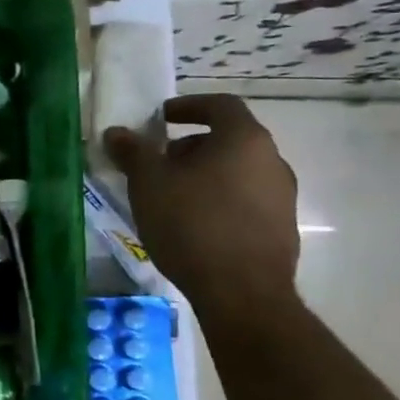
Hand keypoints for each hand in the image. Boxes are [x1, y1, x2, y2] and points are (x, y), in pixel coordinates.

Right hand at [105, 94, 300, 319]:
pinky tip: (193, 225)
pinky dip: (219, 200)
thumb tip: (117, 132)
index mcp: (244, 140)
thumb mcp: (149, 184)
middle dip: (190, 146)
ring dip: (204, 175)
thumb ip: (134, 152)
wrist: (242, 294)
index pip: (220, 105)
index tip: (161, 118)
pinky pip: (246, 200)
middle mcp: (272, 161)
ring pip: (237, 171)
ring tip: (171, 197)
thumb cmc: (192, 224)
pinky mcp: (282, 228)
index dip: (188, 105)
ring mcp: (283, 196)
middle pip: (229, 139)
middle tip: (158, 164)